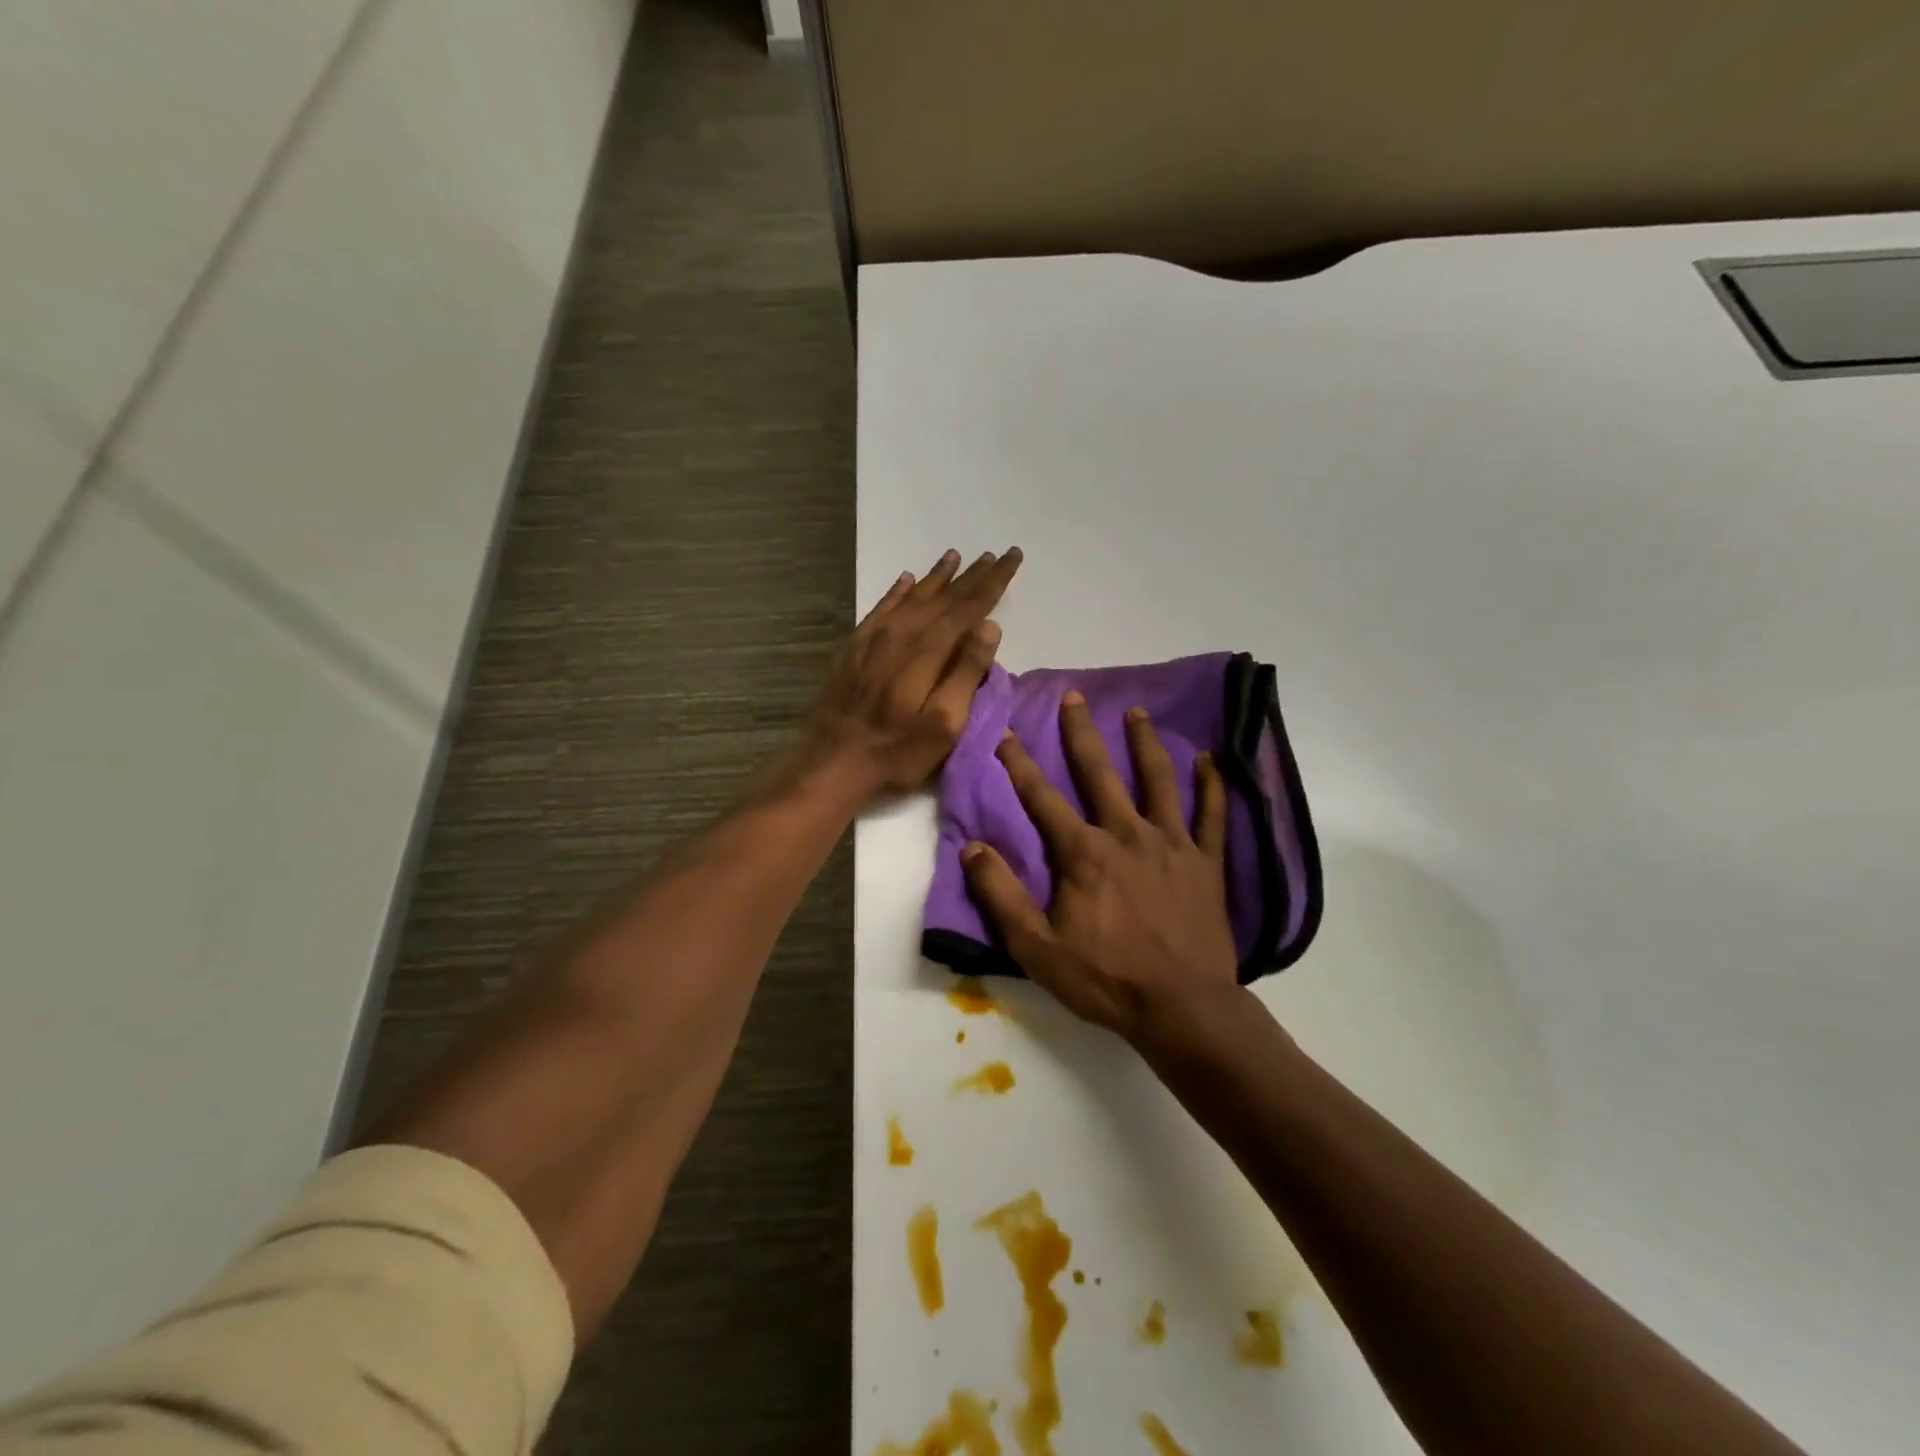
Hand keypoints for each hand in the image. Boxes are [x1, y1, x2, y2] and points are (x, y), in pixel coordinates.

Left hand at [802, 548, 1022, 796]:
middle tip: (994, 554)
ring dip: (937, 577)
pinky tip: (906, 580)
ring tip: (955, 556)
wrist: (832, 759)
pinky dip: (898, 591)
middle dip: (972, 575)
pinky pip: (881, 607)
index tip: (1011, 557)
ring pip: (913, 596)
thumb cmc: (898, 749)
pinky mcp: (854, 646)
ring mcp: (874, 637)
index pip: (969, 607)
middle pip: (944, 597)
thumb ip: (966, 672)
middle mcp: (902, 633)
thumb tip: (990, 626)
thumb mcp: (945, 723)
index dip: (993, 582)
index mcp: (929, 650)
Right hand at [961, 692, 1242, 1043]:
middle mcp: (1126, 834)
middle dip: (1082, 733)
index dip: (1020, 765)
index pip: (1042, 798)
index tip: (1007, 734)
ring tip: (1137, 712)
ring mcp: (1171, 843)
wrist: (1182, 1008)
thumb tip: (972, 848)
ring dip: (1145, 743)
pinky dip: (1212, 785)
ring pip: (1158, 780)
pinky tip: (1211, 759)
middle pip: (1099, 773)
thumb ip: (1001, 895)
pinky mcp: (1206, 861)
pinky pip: (1211, 814)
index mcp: (1082, 853)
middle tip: (1074, 696)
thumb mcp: (1036, 947)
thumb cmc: (1105, 979)